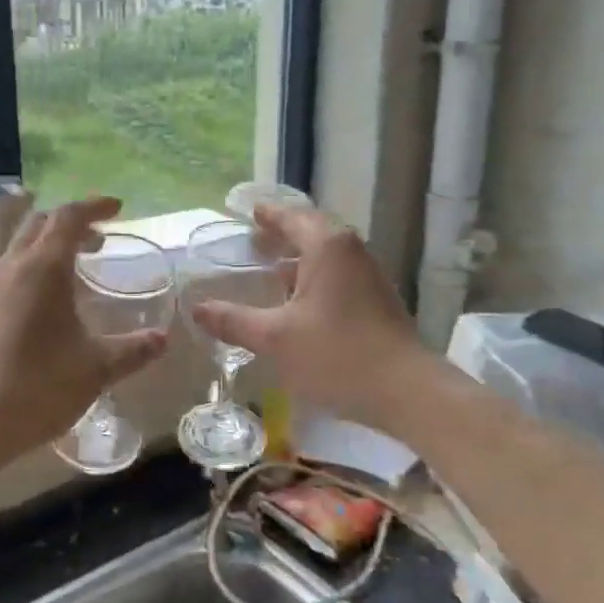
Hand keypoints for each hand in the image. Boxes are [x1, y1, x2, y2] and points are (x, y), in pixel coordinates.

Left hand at [0, 197, 167, 466]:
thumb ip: (133, 350)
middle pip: (40, 223)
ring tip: (79, 265)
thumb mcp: (96, 369)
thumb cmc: (38, 388)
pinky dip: (34, 266)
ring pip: (20, 245)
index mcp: (42, 270)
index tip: (118, 209)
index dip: (94, 206)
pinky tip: (49, 300)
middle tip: (101, 238)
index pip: (68, 217)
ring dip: (51, 244)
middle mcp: (11, 268)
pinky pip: (9, 269)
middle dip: (72, 222)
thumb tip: (162, 339)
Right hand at [192, 204, 438, 437]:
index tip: (250, 211)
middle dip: (283, 235)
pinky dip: (315, 279)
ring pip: (328, 257)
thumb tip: (197, 308)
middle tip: (255, 239)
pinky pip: (339, 277)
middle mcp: (352, 252)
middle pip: (313, 232)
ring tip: (271, 270)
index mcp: (327, 247)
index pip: (292, 217)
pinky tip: (299, 304)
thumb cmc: (336, 355)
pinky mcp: (378, 302)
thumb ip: (234, 320)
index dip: (268, 214)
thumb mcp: (275, 338)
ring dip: (300, 259)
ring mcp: (369, 276)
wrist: (406, 391)